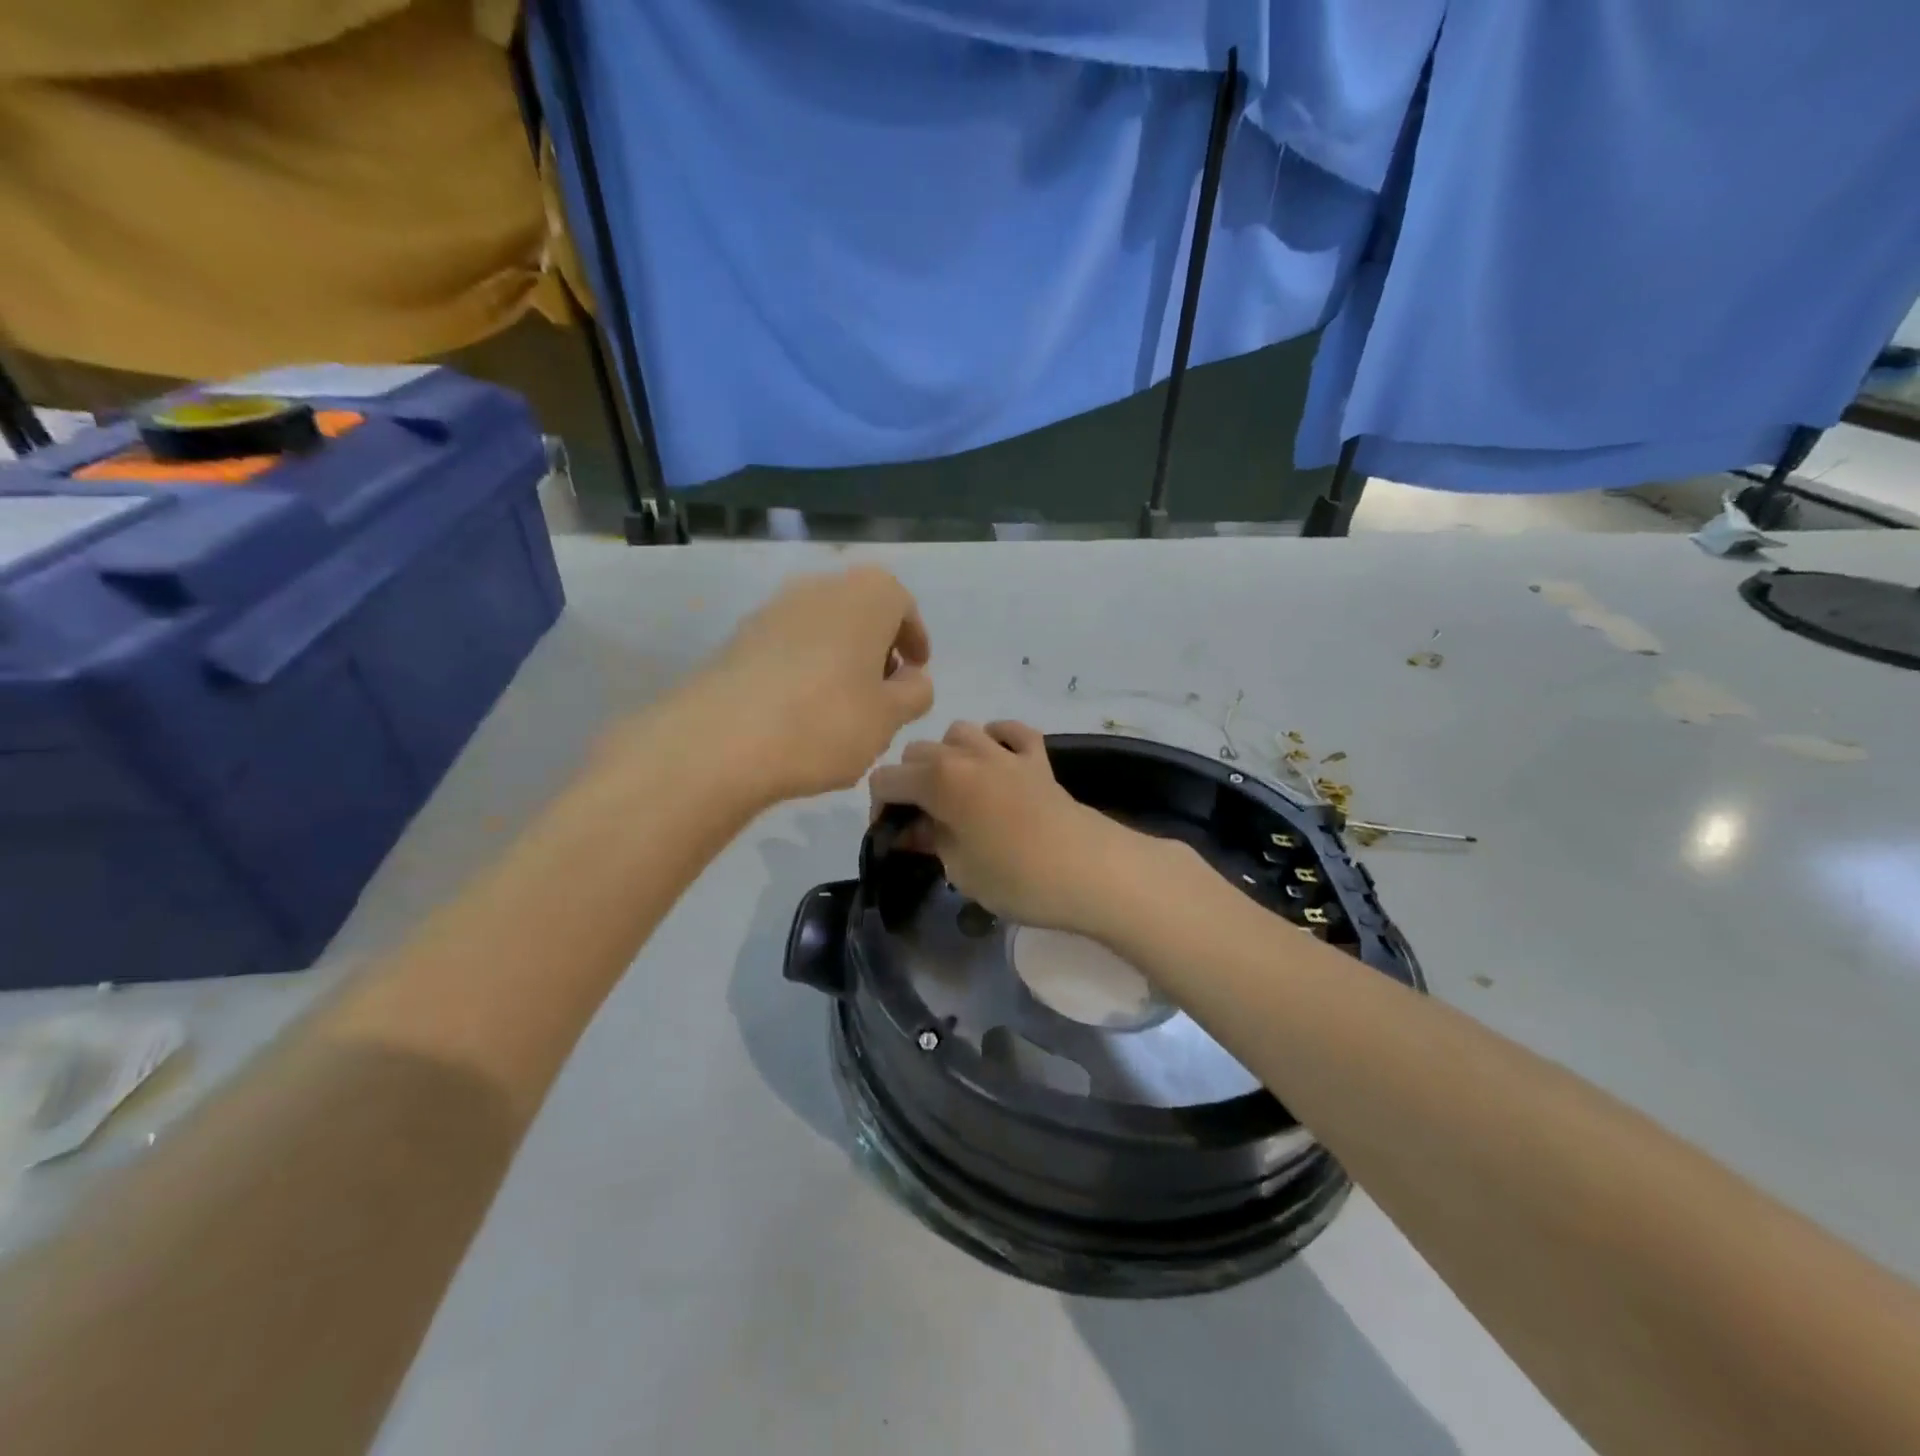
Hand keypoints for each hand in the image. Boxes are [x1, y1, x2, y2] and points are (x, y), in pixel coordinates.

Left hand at [691, 565, 933, 803]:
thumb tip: (913, 678)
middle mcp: (819, 587)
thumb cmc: (826, 721)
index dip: (914, 639)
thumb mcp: (890, 717)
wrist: (722, 740)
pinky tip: (801, 712)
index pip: (902, 604)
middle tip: (882, 691)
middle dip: (876, 648)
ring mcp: (773, 609)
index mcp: (866, 595)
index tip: (916, 671)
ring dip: (839, 659)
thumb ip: (914, 693)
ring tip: (842, 707)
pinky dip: (804, 669)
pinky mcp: (739, 638)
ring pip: (822, 628)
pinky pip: (787, 647)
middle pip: (860, 612)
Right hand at [867, 721, 1162, 935]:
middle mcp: (966, 754)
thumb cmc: (1015, 877)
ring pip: (959, 732)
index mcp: (938, 779)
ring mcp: (1004, 752)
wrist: (1089, 870)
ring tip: (957, 788)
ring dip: (948, 754)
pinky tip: (998, 761)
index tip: (892, 834)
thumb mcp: (959, 868)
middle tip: (922, 819)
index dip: (880, 807)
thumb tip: (915, 829)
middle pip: (917, 752)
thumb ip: (930, 840)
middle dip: (910, 781)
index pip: (886, 779)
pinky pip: (1011, 731)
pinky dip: (998, 739)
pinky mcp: (1037, 759)